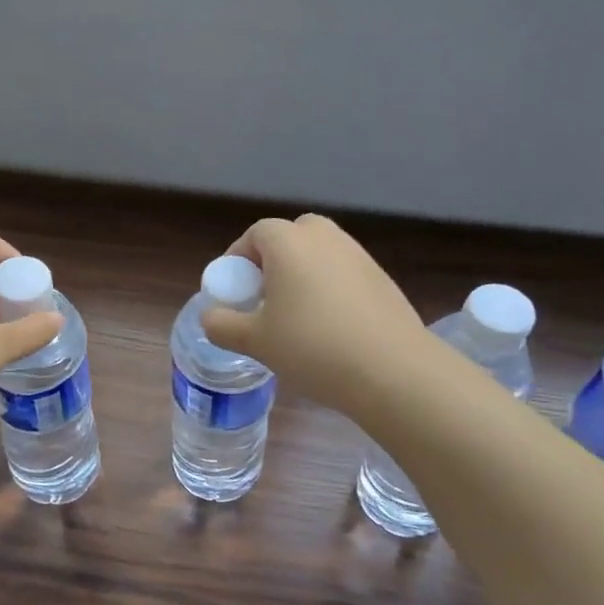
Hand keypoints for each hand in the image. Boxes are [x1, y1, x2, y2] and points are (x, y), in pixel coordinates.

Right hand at [201, 214, 426, 413]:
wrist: (392, 370)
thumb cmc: (312, 347)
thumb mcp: (255, 341)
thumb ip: (222, 325)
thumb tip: (211, 317)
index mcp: (289, 241)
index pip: (255, 234)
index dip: (238, 259)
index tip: (234, 291)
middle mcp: (324, 237)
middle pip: (289, 237)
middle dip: (272, 262)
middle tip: (264, 299)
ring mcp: (358, 255)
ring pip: (318, 255)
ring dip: (301, 276)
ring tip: (296, 318)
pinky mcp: (382, 278)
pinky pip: (342, 274)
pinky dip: (329, 289)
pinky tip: (330, 328)